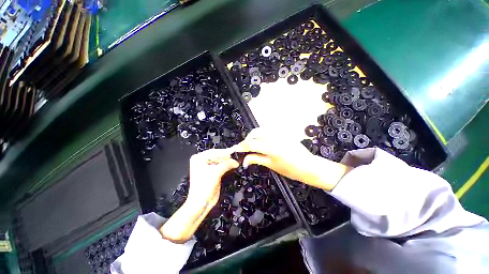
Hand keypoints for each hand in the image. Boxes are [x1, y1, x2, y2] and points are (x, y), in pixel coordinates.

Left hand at [160, 149, 237, 242]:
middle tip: (236, 158)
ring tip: (235, 162)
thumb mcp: (216, 172)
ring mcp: (207, 167)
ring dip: (227, 162)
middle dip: (226, 158)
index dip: (224, 152)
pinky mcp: (212, 173)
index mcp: (199, 158)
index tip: (234, 153)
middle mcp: (202, 161)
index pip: (214, 152)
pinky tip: (232, 166)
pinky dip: (226, 166)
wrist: (200, 203)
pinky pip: (221, 167)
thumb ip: (227, 164)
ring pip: (220, 161)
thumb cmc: (204, 186)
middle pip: (217, 156)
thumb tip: (236, 161)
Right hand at [231, 128, 351, 190]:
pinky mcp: (283, 132)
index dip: (241, 146)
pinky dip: (262, 134)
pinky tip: (261, 141)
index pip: (251, 144)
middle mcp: (274, 137)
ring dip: (254, 136)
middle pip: (255, 133)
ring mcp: (280, 133)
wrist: (308, 166)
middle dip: (247, 140)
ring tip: (251, 145)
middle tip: (243, 148)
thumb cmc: (290, 169)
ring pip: (261, 130)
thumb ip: (256, 159)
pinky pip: (269, 130)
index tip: (235, 149)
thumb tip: (244, 161)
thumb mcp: (271, 165)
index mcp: (271, 147)